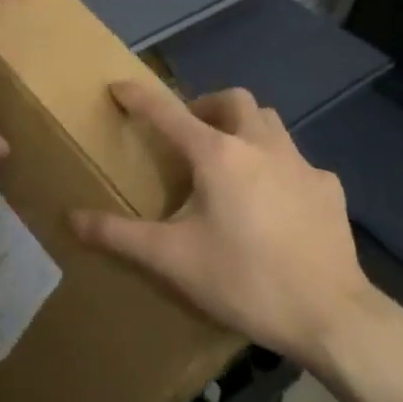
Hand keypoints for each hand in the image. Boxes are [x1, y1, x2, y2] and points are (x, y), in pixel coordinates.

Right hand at [70, 81, 387, 373]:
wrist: (331, 316)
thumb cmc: (244, 280)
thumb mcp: (172, 260)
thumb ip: (119, 235)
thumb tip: (71, 218)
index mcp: (218, 155)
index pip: (168, 113)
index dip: (140, 97)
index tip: (119, 85)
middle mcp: (261, 146)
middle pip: (233, 100)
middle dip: (206, 106)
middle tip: (189, 133)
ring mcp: (301, 164)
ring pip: (269, 123)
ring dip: (243, 128)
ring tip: (229, 162)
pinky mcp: (328, 189)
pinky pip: (296, 161)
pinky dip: (276, 166)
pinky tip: (273, 202)